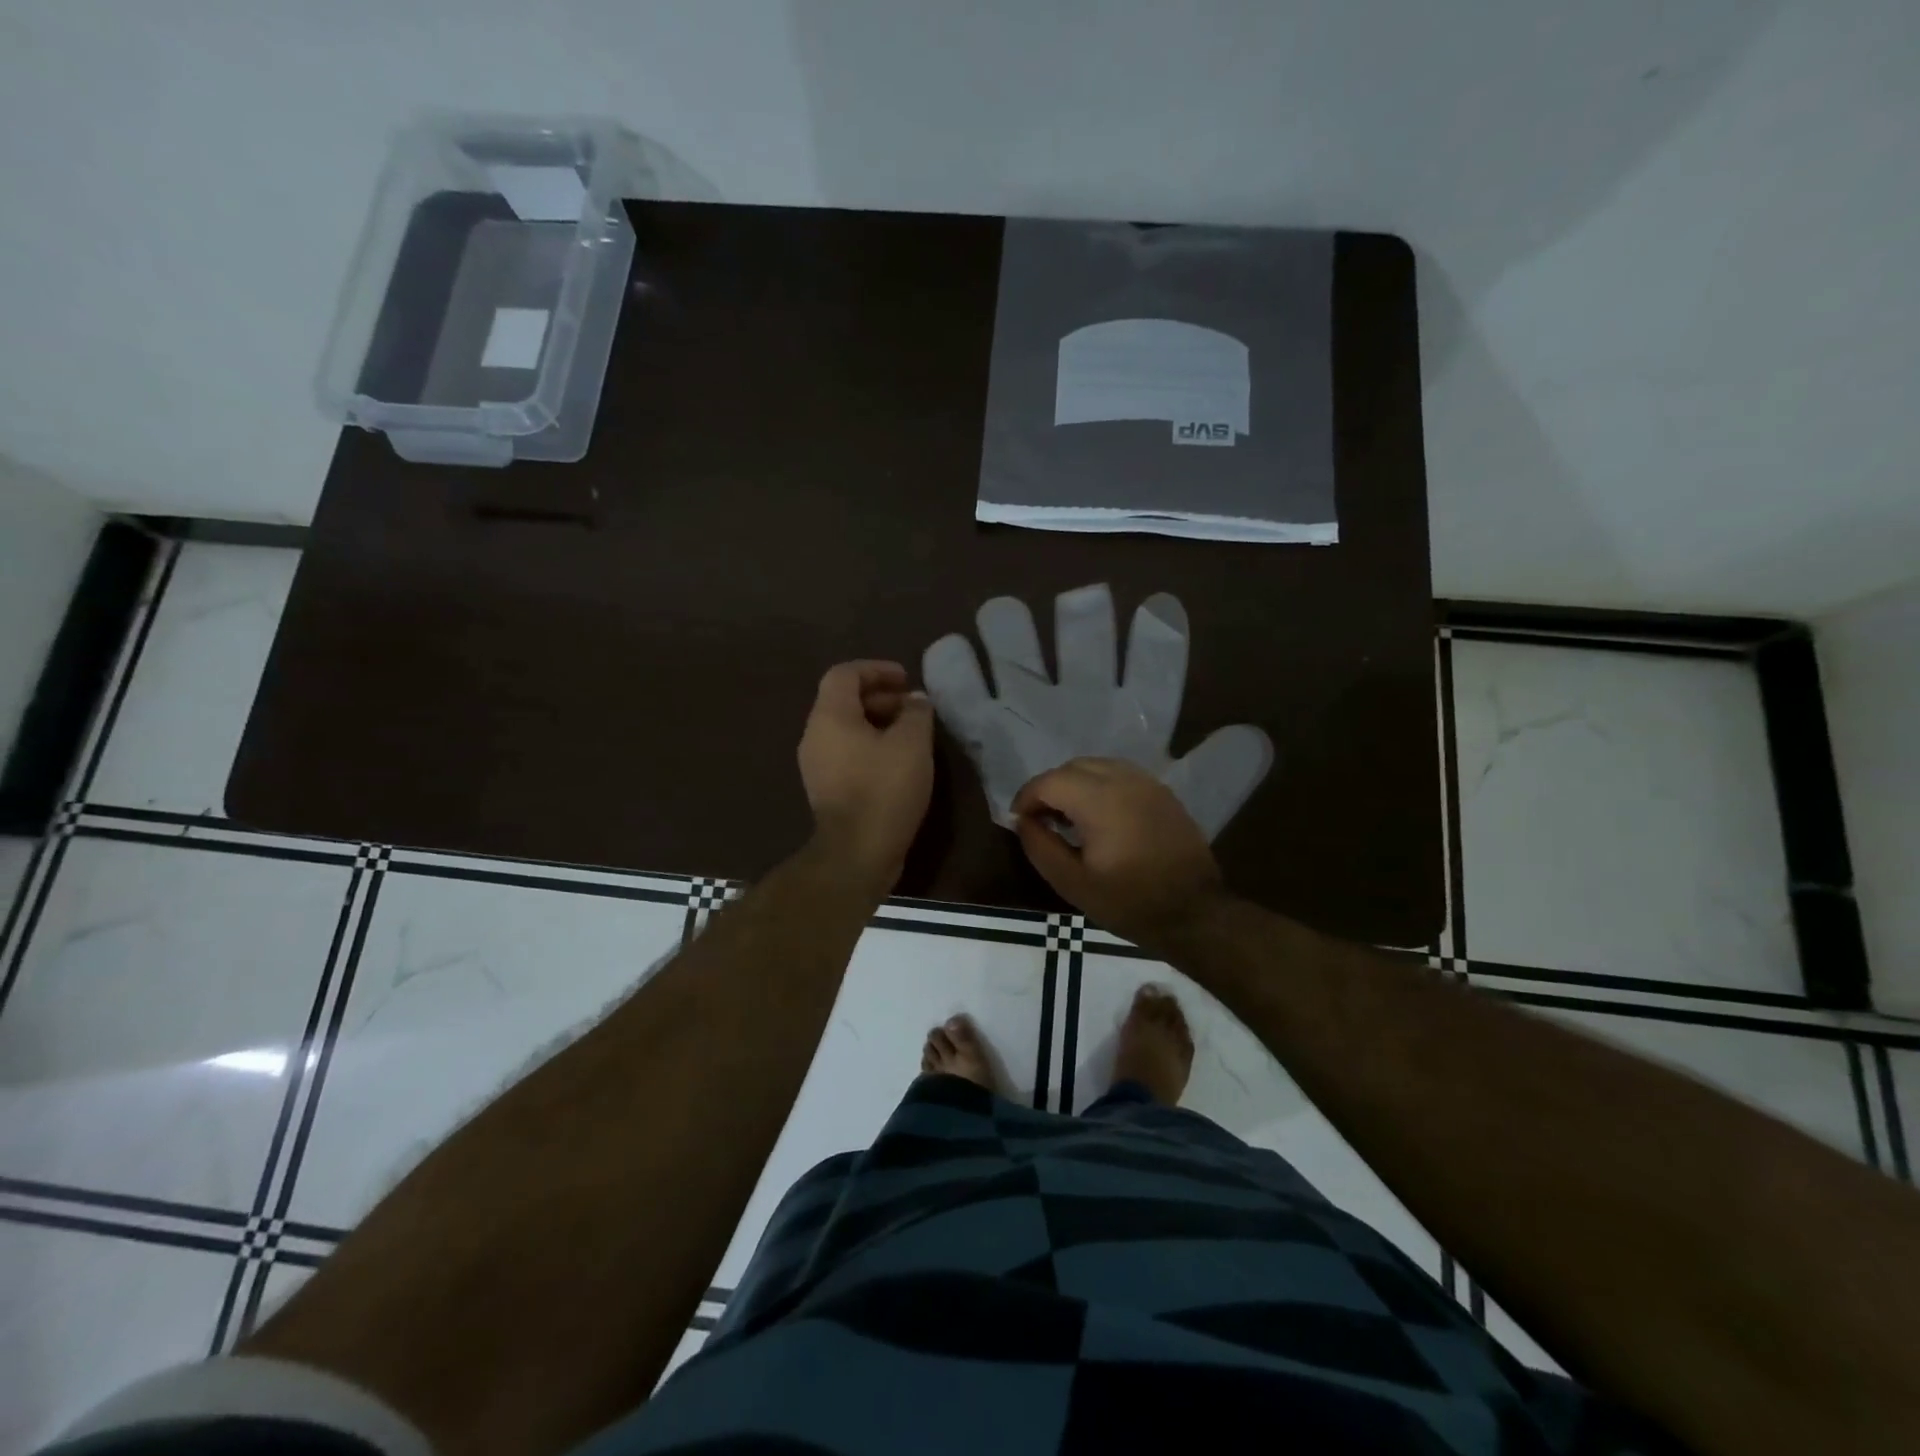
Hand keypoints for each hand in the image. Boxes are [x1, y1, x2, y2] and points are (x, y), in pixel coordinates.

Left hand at [798, 660, 934, 891]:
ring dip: (878, 724)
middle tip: (913, 708)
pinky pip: (847, 753)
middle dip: (880, 697)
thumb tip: (916, 701)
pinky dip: (871, 747)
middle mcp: (815, 736)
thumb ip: (916, 713)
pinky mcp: (826, 789)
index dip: (876, 669)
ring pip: (846, 729)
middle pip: (843, 701)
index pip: (845, 673)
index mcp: (830, 716)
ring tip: (911, 735)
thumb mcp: (912, 744)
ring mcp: (816, 765)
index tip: (906, 679)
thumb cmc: (884, 789)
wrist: (857, 853)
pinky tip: (898, 763)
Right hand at [1012, 757, 1222, 948]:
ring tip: (1068, 816)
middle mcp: (1123, 780)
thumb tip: (1022, 822)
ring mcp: (1147, 783)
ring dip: (1075, 783)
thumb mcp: (1073, 883)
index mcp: (1099, 800)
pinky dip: (1100, 785)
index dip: (1026, 798)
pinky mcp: (1162, 793)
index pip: (1049, 781)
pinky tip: (1100, 815)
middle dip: (1049, 788)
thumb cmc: (1129, 902)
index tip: (1019, 821)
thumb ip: (1040, 846)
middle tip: (1041, 819)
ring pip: (1098, 765)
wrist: (1195, 913)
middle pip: (1072, 767)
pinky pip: (1121, 774)